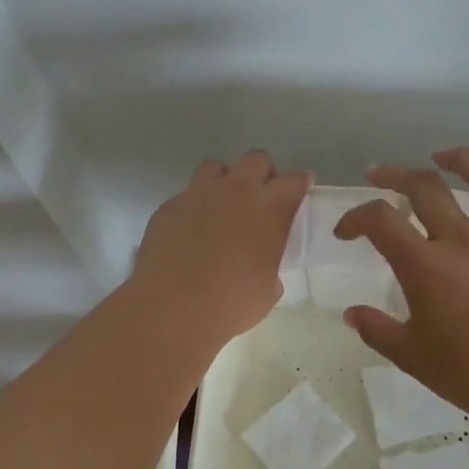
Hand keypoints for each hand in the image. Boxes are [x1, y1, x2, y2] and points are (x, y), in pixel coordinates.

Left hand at [129, 149, 309, 345]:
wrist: (173, 309)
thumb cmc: (232, 304)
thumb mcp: (268, 289)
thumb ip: (271, 264)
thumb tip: (262, 265)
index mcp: (269, 209)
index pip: (294, 181)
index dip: (300, 184)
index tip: (300, 191)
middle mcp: (235, 191)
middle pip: (256, 160)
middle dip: (262, 174)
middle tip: (260, 199)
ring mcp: (198, 194)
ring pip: (215, 168)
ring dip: (224, 183)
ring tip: (221, 210)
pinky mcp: (169, 206)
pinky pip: (186, 197)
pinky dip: (194, 209)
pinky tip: (190, 235)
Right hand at [335, 146, 468, 421]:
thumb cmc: (466, 371)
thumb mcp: (409, 354)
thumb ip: (376, 329)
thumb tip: (351, 315)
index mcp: (424, 264)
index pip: (379, 220)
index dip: (354, 217)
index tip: (345, 233)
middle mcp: (461, 241)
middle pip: (426, 187)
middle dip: (395, 174)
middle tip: (379, 175)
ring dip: (464, 161)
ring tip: (445, 156)